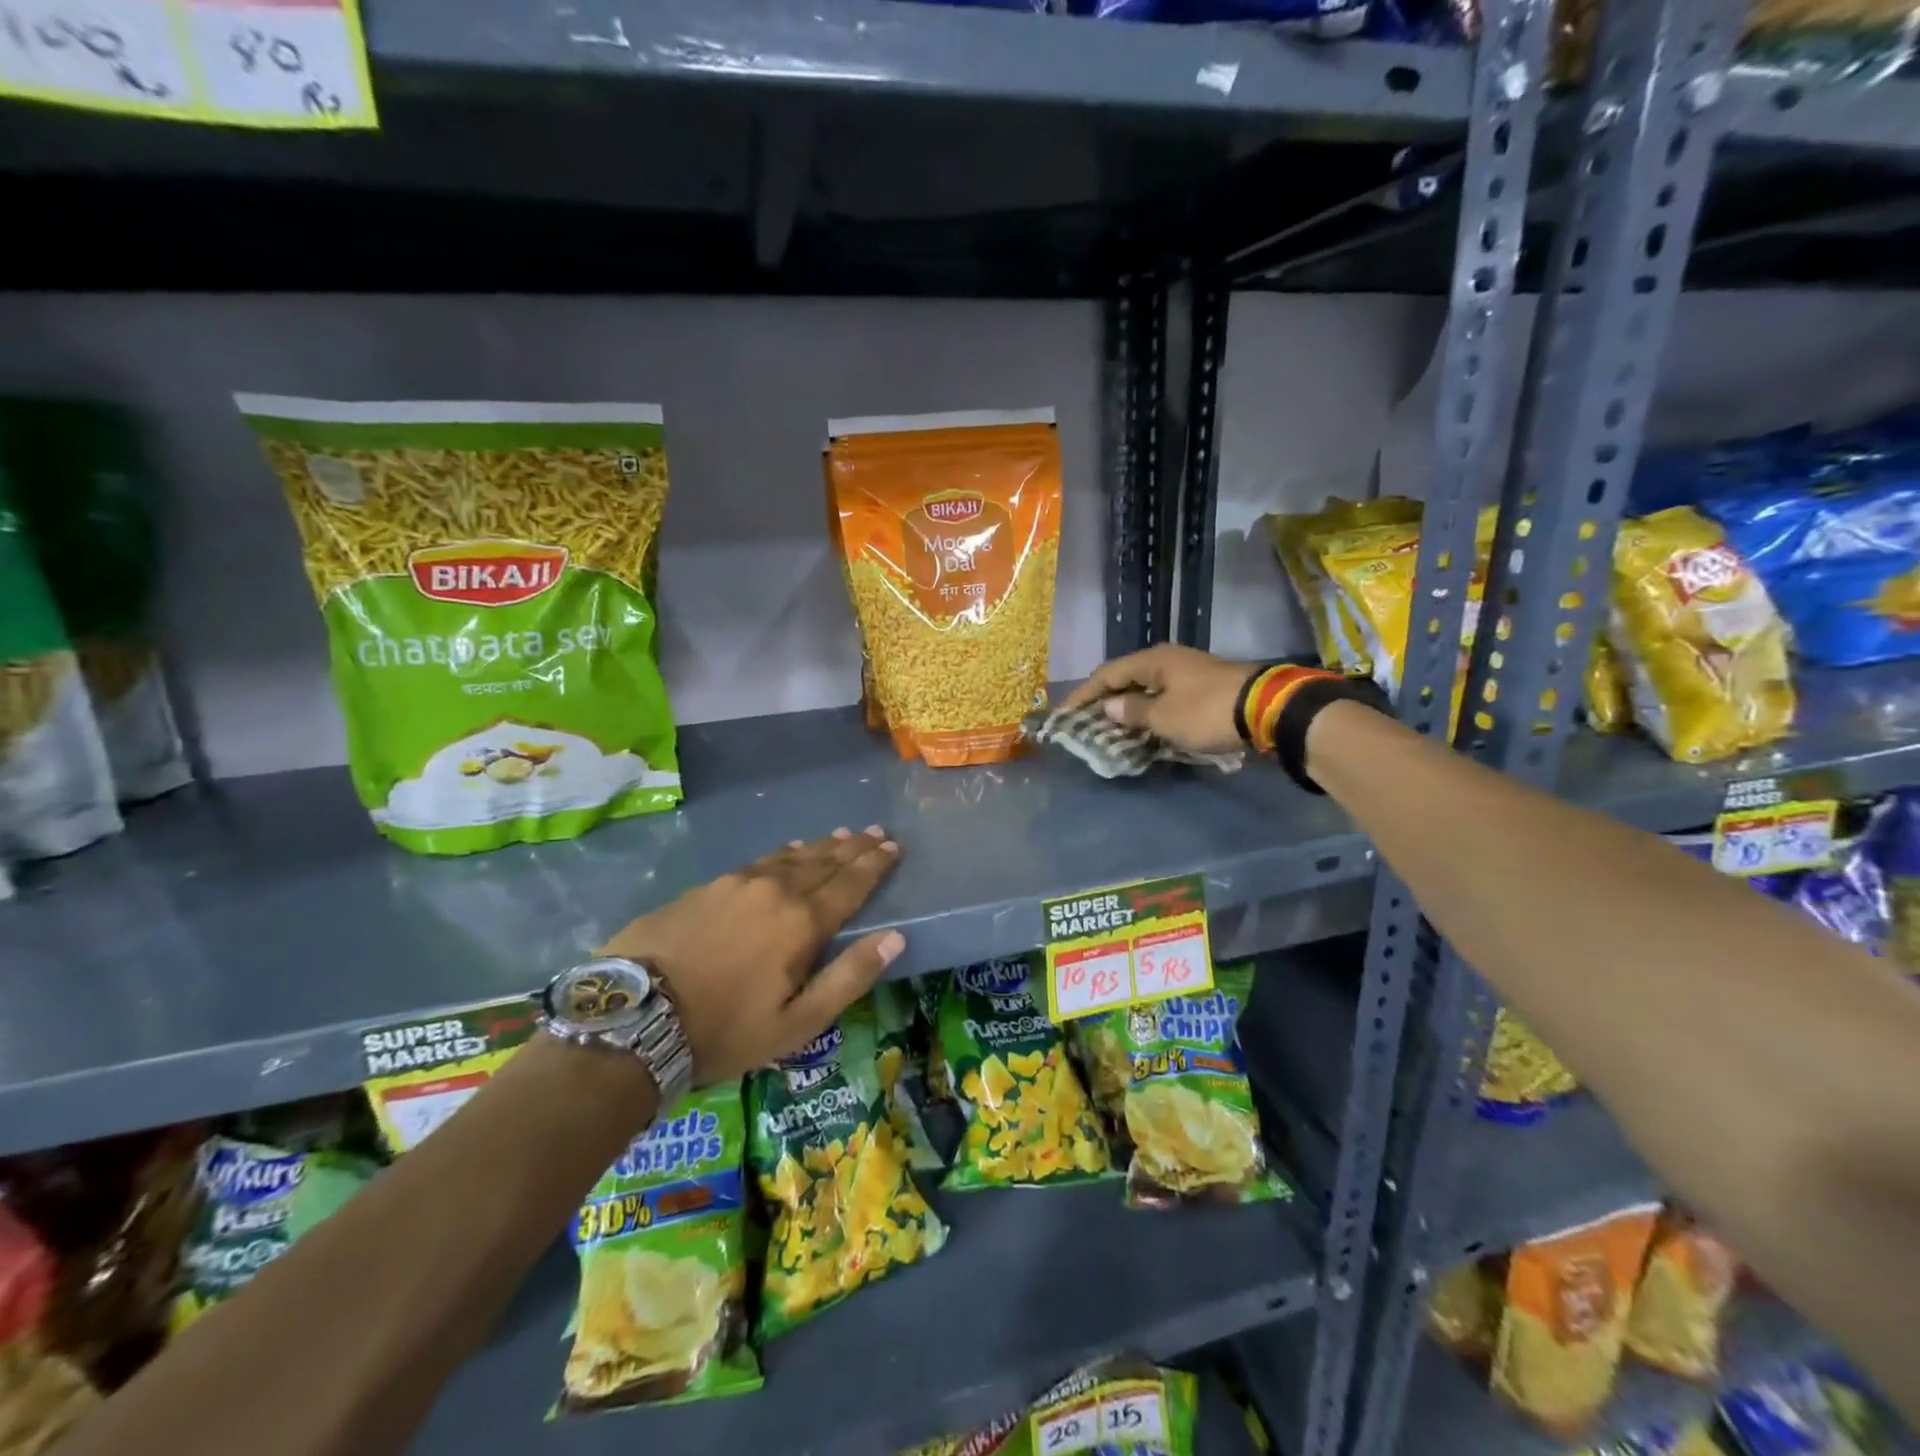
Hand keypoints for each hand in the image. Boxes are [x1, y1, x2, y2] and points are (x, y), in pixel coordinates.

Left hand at [600, 827, 903, 1085]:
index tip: (893, 846)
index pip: (850, 884)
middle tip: (876, 832)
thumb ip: (849, 977)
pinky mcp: (708, 886)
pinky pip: (761, 861)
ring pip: (792, 857)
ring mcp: (738, 883)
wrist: (634, 1017)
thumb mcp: (797, 1022)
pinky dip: (785, 853)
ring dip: (822, 846)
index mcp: (803, 922)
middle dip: (854, 848)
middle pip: (825, 862)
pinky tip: (789, 851)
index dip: (875, 865)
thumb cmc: (724, 1029)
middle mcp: (776, 890)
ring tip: (842, 836)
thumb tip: (895, 938)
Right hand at [1062, 645, 1251, 755]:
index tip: (1064, 714)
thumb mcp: (1164, 717)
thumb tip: (1109, 708)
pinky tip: (1143, 726)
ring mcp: (1188, 672)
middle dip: (1104, 700)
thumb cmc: (1207, 711)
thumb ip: (1133, 712)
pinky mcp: (1204, 687)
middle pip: (1126, 678)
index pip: (1107, 674)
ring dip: (1128, 707)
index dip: (1083, 694)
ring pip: (1146, 688)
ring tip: (1110, 727)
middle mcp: (1168, 660)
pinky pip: (1164, 697)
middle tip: (1085, 720)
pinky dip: (1149, 711)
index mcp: (1153, 661)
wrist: (1267, 709)